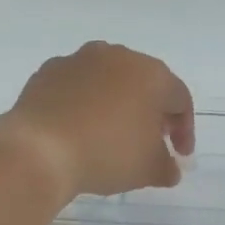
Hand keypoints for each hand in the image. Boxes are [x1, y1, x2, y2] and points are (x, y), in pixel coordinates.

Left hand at [0, 42, 194, 198]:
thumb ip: (166, 166)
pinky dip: (82, 102)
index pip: (180, 99)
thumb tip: (169, 168)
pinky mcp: (48, 70)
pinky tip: (77, 127)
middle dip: (150, 111)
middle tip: (149, 140)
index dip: (184, 130)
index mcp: (151, 74)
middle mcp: (117, 56)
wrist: (39, 148)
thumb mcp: (148, 169)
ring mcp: (79, 59)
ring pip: (108, 80)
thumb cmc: (106, 153)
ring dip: (115, 102)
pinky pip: (75, 85)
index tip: (179, 155)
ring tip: (110, 132)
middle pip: (144, 83)